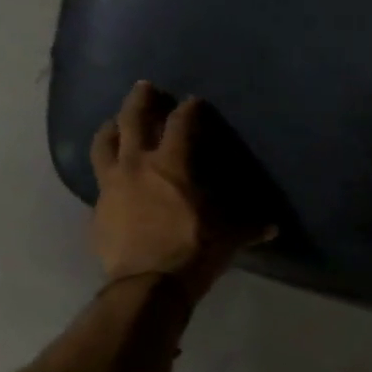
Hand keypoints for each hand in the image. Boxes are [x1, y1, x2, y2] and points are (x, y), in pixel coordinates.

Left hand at [89, 82, 275, 300]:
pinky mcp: (98, 208)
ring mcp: (111, 185)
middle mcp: (137, 166)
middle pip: (132, 120)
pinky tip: (113, 176)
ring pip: (104, 143)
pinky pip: (99, 179)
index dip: (189, 110)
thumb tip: (273, 227)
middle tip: (145, 87)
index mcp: (172, 166)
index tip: (194, 102)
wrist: (147, 285)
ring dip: (111, 127)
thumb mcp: (228, 239)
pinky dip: (107, 170)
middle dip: (141, 100)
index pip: (181, 126)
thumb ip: (249, 228)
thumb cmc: (193, 252)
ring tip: (116, 122)